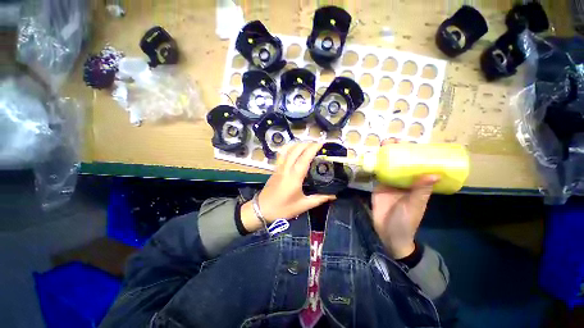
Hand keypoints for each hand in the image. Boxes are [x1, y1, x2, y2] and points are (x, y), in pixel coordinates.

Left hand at [241, 142, 335, 231]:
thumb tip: (333, 195)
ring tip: (307, 145)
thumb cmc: (283, 209)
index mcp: (294, 177)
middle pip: (296, 150)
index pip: (304, 158)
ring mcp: (279, 167)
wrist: (262, 209)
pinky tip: (293, 149)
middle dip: (307, 144)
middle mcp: (286, 169)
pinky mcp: (275, 168)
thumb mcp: (303, 205)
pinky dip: (289, 148)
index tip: (321, 144)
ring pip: (287, 150)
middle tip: (317, 145)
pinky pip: (282, 154)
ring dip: (298, 144)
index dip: (313, 149)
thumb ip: (319, 199)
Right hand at [371, 141, 439, 257]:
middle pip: (401, 164)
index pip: (417, 167)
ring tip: (383, 145)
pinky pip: (378, 174)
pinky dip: (376, 165)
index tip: (413, 143)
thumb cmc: (406, 222)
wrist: (388, 233)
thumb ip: (420, 191)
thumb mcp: (414, 206)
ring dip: (386, 156)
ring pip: (389, 167)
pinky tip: (373, 157)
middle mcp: (404, 182)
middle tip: (394, 140)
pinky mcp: (378, 186)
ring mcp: (390, 184)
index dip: (416, 155)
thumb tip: (434, 173)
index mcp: (416, 186)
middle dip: (398, 152)